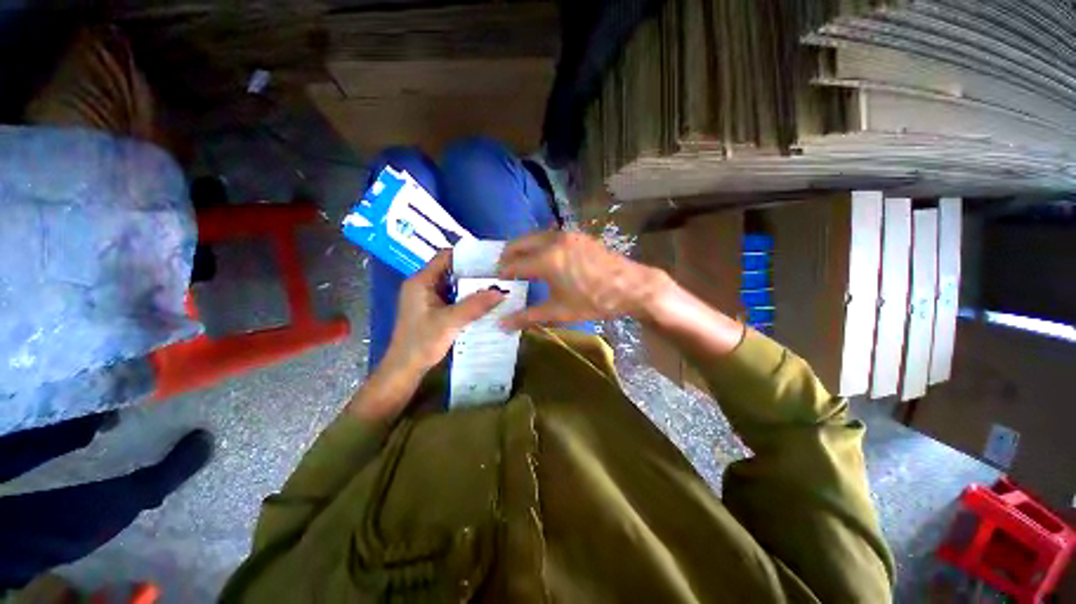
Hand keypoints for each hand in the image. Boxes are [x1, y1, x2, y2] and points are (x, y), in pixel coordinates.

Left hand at [382, 250, 505, 376]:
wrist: (405, 369)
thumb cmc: (421, 342)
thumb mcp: (450, 322)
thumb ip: (475, 306)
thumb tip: (501, 292)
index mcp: (421, 281)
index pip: (445, 257)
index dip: (467, 255)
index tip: (490, 258)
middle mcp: (423, 285)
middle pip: (451, 270)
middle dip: (474, 272)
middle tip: (498, 273)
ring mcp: (428, 298)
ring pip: (454, 285)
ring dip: (472, 286)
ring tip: (495, 285)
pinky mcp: (434, 310)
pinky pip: (454, 297)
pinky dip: (468, 298)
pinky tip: (484, 302)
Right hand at [497, 231, 671, 329]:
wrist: (632, 286)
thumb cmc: (594, 301)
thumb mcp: (559, 311)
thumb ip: (528, 316)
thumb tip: (502, 324)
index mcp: (546, 259)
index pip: (513, 264)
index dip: (501, 274)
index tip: (494, 282)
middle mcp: (553, 240)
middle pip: (519, 243)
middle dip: (507, 256)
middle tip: (503, 272)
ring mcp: (567, 234)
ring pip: (534, 237)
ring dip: (523, 248)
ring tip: (520, 265)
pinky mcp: (578, 235)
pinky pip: (549, 236)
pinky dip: (539, 245)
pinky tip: (543, 258)